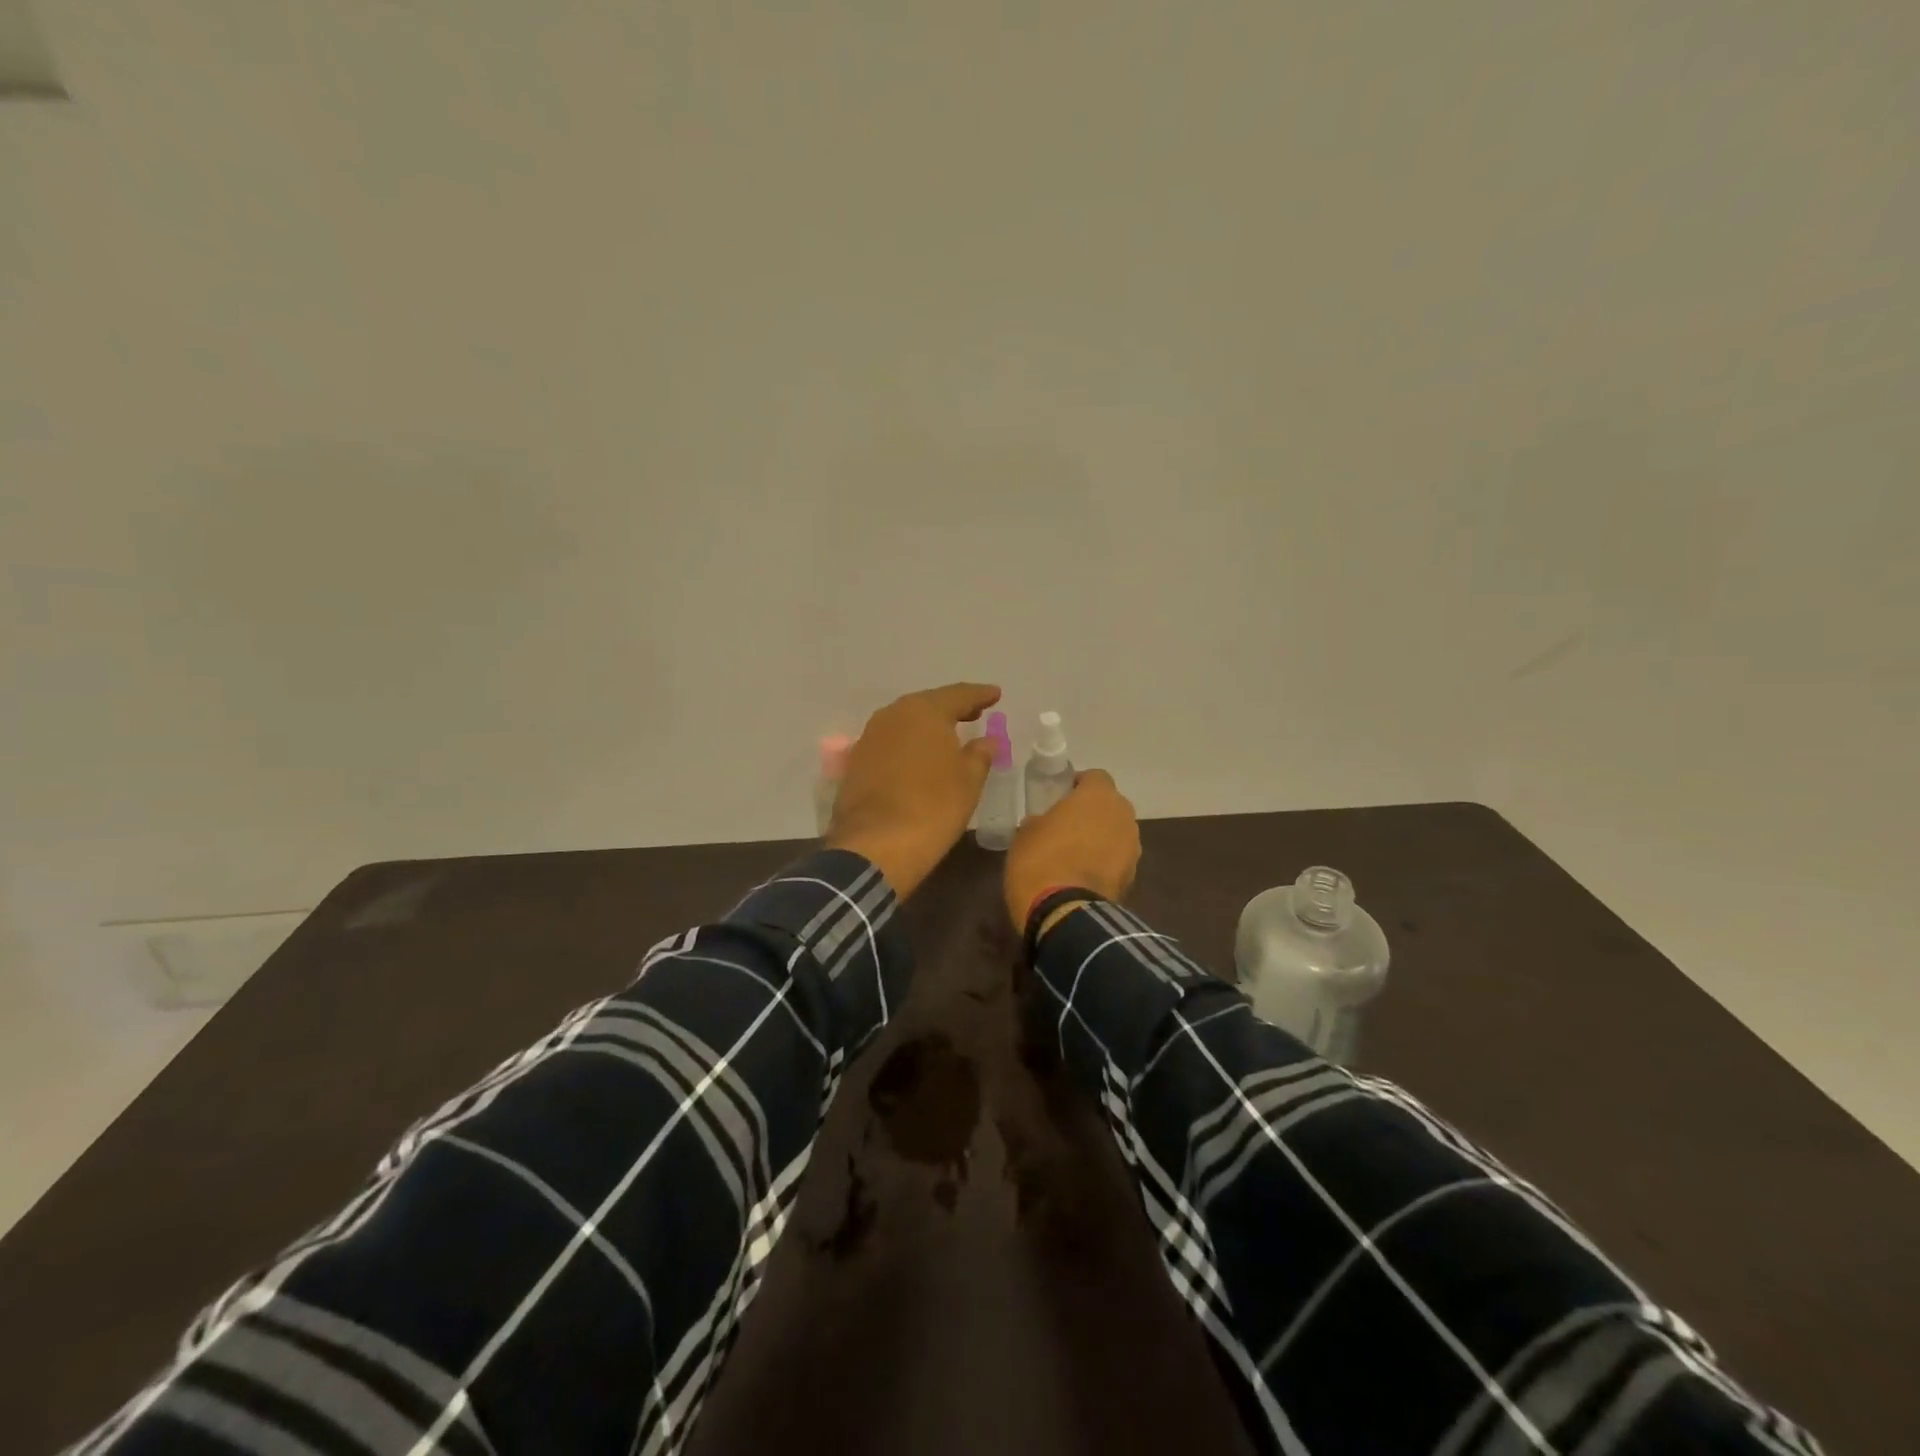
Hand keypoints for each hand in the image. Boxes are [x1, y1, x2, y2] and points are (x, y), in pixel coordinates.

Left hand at [826, 683, 1001, 898]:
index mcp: (924, 711)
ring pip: (906, 722)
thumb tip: (987, 741)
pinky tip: (920, 757)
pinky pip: (891, 742)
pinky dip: (908, 744)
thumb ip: (980, 754)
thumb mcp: (968, 781)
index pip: (958, 695)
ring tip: (948, 735)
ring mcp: (870, 737)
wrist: (875, 845)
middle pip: (928, 704)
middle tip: (974, 713)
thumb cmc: (933, 807)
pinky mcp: (856, 761)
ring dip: (927, 726)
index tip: (995, 694)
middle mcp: (893, 715)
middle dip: (952, 708)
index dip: (980, 695)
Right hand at [1003, 769, 1140, 930]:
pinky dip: (1105, 862)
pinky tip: (1083, 875)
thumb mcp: (1025, 833)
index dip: (1078, 785)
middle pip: (1110, 805)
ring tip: (1074, 854)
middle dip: (1092, 812)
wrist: (1064, 913)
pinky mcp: (1133, 876)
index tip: (1060, 797)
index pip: (1095, 777)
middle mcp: (1123, 815)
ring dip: (1101, 837)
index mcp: (1098, 796)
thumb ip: (1041, 820)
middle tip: (1066, 825)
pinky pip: (1117, 859)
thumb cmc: (1040, 860)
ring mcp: (1132, 847)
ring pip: (1116, 832)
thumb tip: (1045, 824)